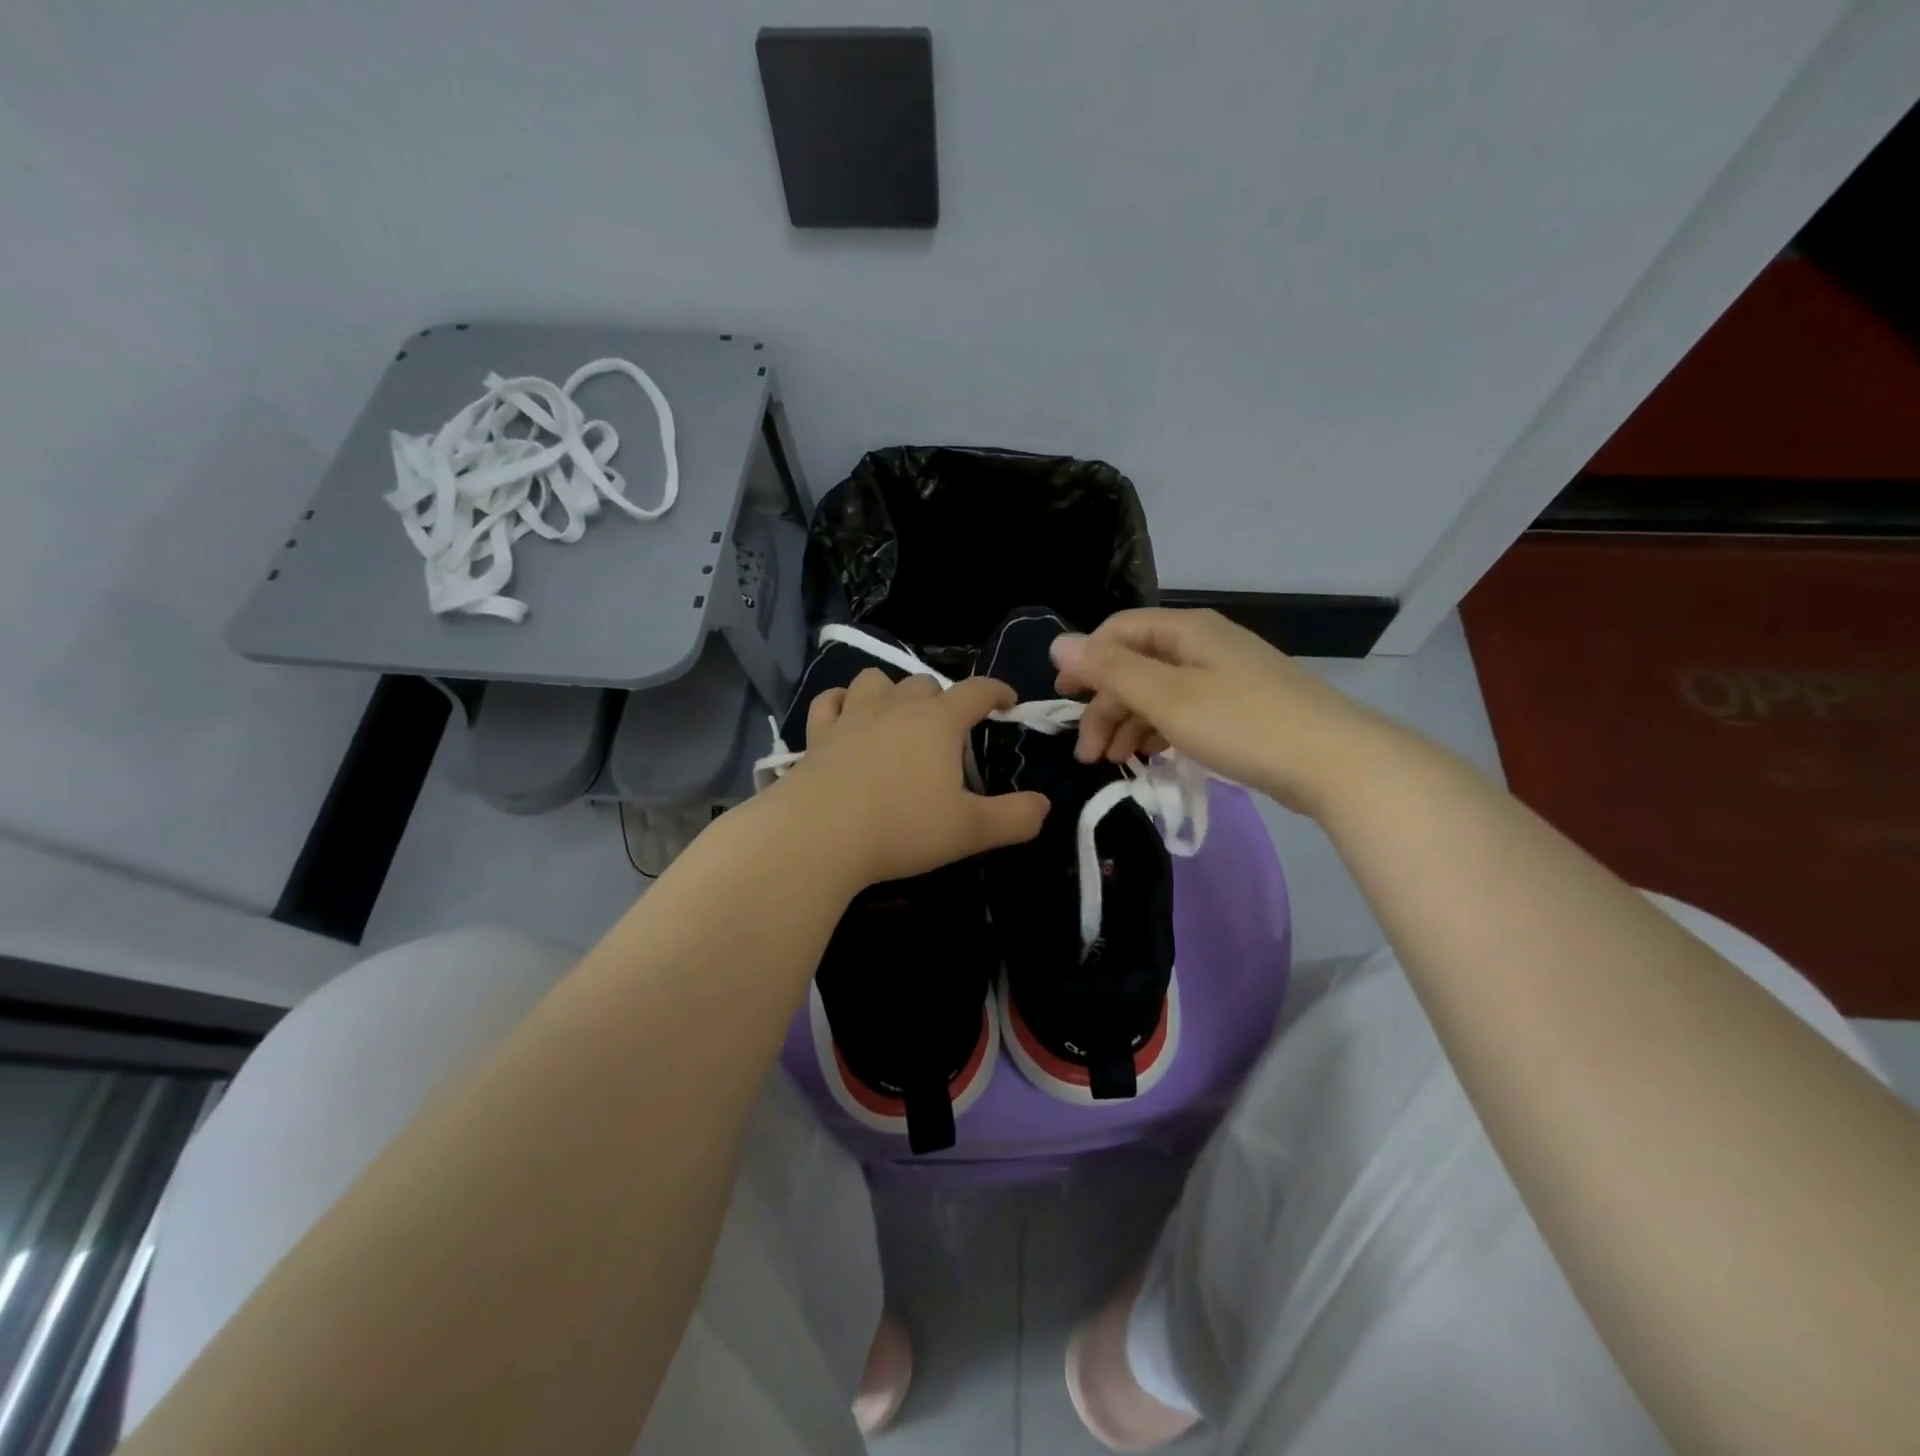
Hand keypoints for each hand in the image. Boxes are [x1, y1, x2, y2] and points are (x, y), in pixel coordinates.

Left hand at [773, 669, 1050, 886]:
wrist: (819, 836)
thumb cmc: (902, 828)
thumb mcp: (970, 831)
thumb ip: (1014, 818)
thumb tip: (1044, 806)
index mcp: (938, 722)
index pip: (977, 691)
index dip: (997, 692)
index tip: (1008, 702)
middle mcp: (896, 707)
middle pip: (925, 683)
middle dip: (943, 699)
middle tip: (948, 731)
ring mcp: (852, 716)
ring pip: (876, 681)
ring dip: (892, 692)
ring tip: (897, 717)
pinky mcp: (817, 734)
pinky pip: (830, 702)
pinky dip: (841, 703)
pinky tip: (844, 717)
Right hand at [1049, 608, 1392, 815]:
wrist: (1335, 763)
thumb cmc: (1241, 723)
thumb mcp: (1166, 696)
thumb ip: (1110, 670)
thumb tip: (1058, 642)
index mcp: (1186, 630)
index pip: (1118, 632)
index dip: (1085, 661)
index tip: (1062, 699)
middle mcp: (1204, 645)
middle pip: (1136, 666)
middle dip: (1106, 706)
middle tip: (1087, 754)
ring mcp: (1225, 677)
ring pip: (1159, 692)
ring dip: (1129, 724)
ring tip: (1115, 763)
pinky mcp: (1240, 709)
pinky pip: (1184, 711)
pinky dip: (1160, 731)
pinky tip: (1152, 757)